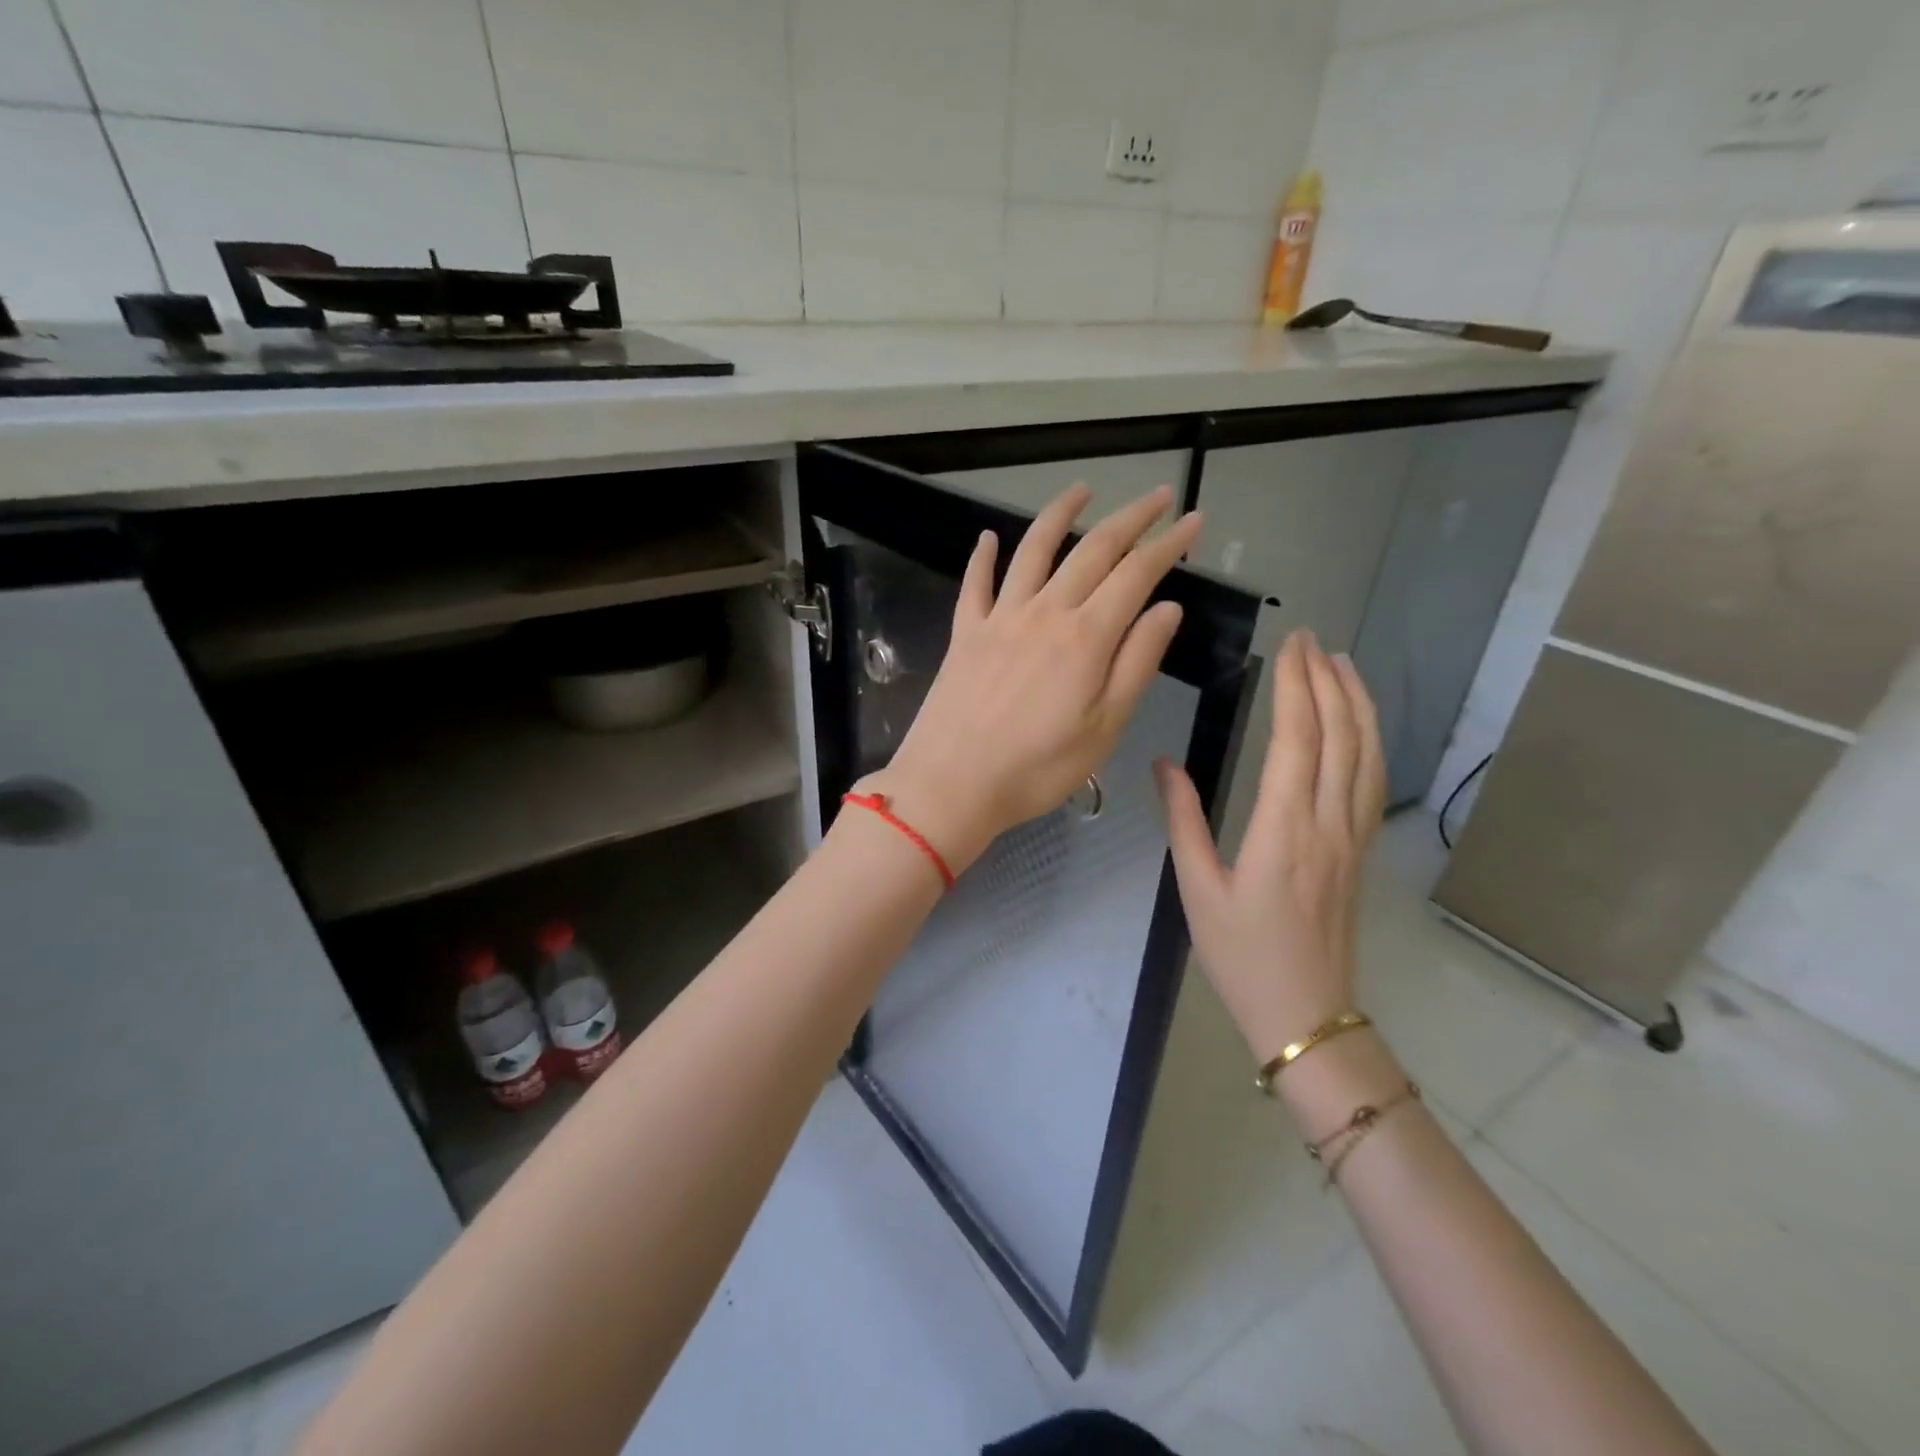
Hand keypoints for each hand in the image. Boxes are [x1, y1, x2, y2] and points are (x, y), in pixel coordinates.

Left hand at [867, 482, 1200, 871]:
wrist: (951, 784)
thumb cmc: (1037, 768)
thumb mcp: (1104, 726)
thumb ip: (1136, 662)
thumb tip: (1167, 608)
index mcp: (1086, 637)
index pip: (1136, 574)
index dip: (1168, 544)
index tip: (1193, 521)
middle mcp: (1044, 612)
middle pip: (1092, 551)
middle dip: (1130, 518)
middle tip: (1158, 496)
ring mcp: (999, 618)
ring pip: (1033, 551)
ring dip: (1060, 514)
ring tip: (1082, 490)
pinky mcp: (964, 633)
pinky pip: (975, 583)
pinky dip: (983, 556)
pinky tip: (989, 537)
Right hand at [1155, 630, 1387, 1063]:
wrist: (1305, 1014)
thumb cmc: (1241, 953)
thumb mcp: (1197, 888)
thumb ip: (1184, 820)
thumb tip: (1164, 764)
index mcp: (1283, 830)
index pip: (1297, 739)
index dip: (1297, 687)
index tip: (1290, 647)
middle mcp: (1328, 823)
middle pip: (1339, 735)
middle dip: (1327, 679)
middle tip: (1311, 638)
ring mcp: (1352, 836)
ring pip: (1366, 753)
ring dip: (1357, 702)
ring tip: (1342, 663)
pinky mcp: (1361, 850)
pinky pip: (1372, 780)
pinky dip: (1370, 739)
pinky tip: (1360, 723)